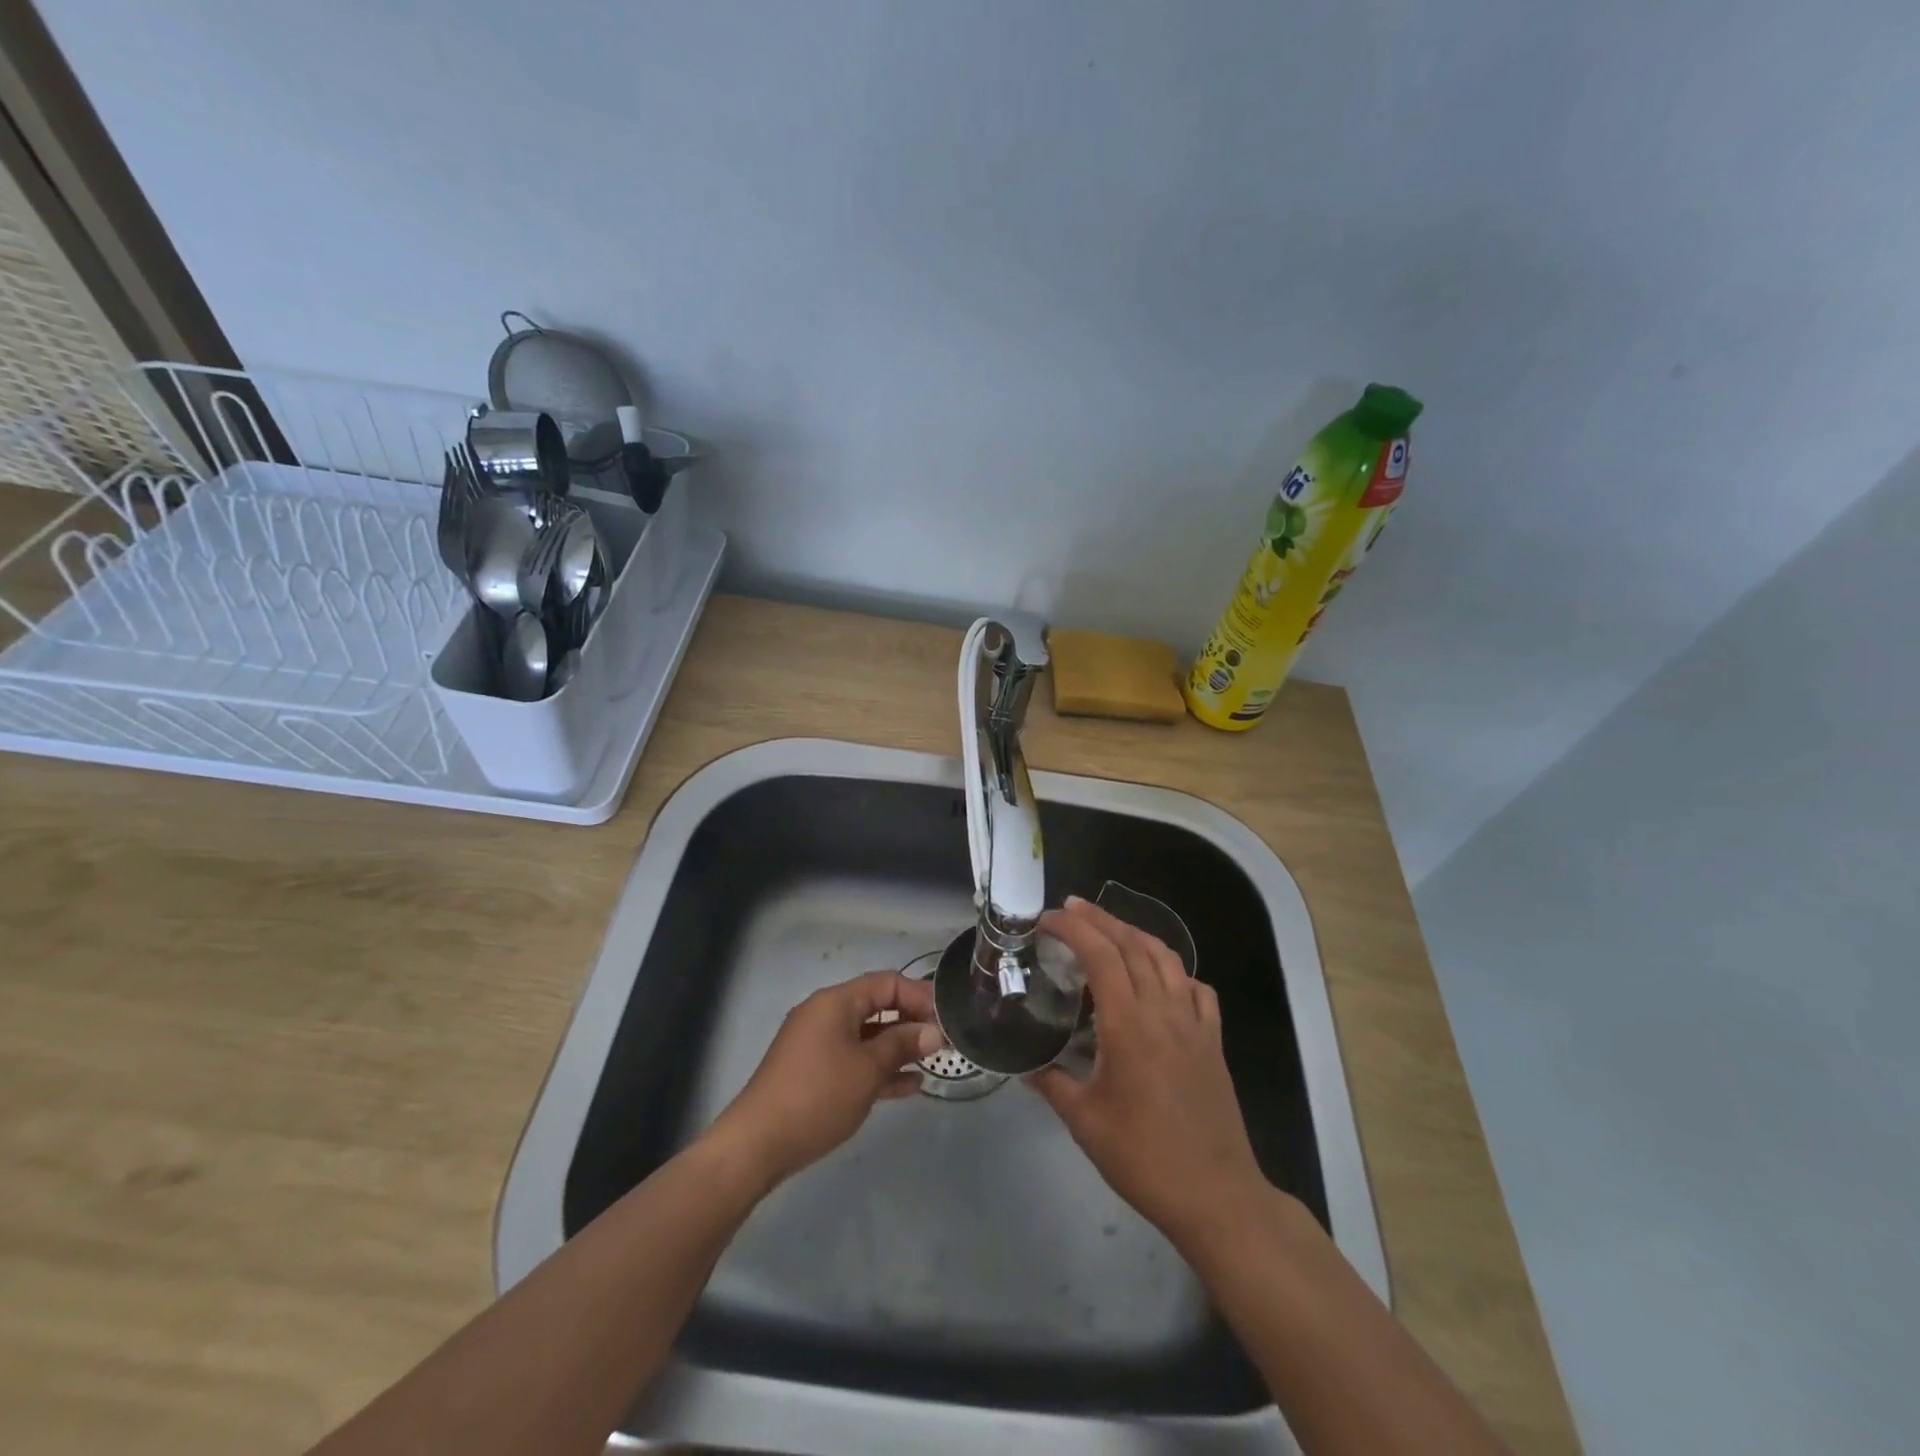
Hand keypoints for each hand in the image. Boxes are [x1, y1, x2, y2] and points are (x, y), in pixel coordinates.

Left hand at [707, 970, 942, 1186]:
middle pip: (876, 1007)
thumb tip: (933, 1032)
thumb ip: (902, 1045)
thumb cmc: (818, 1095)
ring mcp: (817, 1044)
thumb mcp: (867, 1069)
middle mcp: (825, 1015)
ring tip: (930, 1064)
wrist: (758, 1144)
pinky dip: (878, 1068)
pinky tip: (907, 1086)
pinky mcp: (813, 1072)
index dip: (918, 996)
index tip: (945, 1017)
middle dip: (910, 1022)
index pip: (885, 983)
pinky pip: (853, 1059)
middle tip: (942, 1042)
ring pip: (866, 1036)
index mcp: (836, 1002)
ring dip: (897, 1048)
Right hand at [1029, 897, 1268, 1248]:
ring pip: (1167, 958)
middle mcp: (1164, 1011)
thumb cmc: (1143, 1158)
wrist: (1216, 1195)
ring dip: (1135, 934)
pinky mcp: (1213, 1041)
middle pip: (1133, 945)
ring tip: (1110, 929)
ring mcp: (1194, 1023)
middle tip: (1071, 908)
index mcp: (1129, 1024)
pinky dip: (1174, 970)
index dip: (1073, 929)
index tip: (1047, 920)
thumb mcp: (1085, 1122)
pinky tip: (1161, 979)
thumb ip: (1053, 1085)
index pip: (1100, 955)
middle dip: (1100, 919)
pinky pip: (1196, 988)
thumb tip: (1027, 1068)